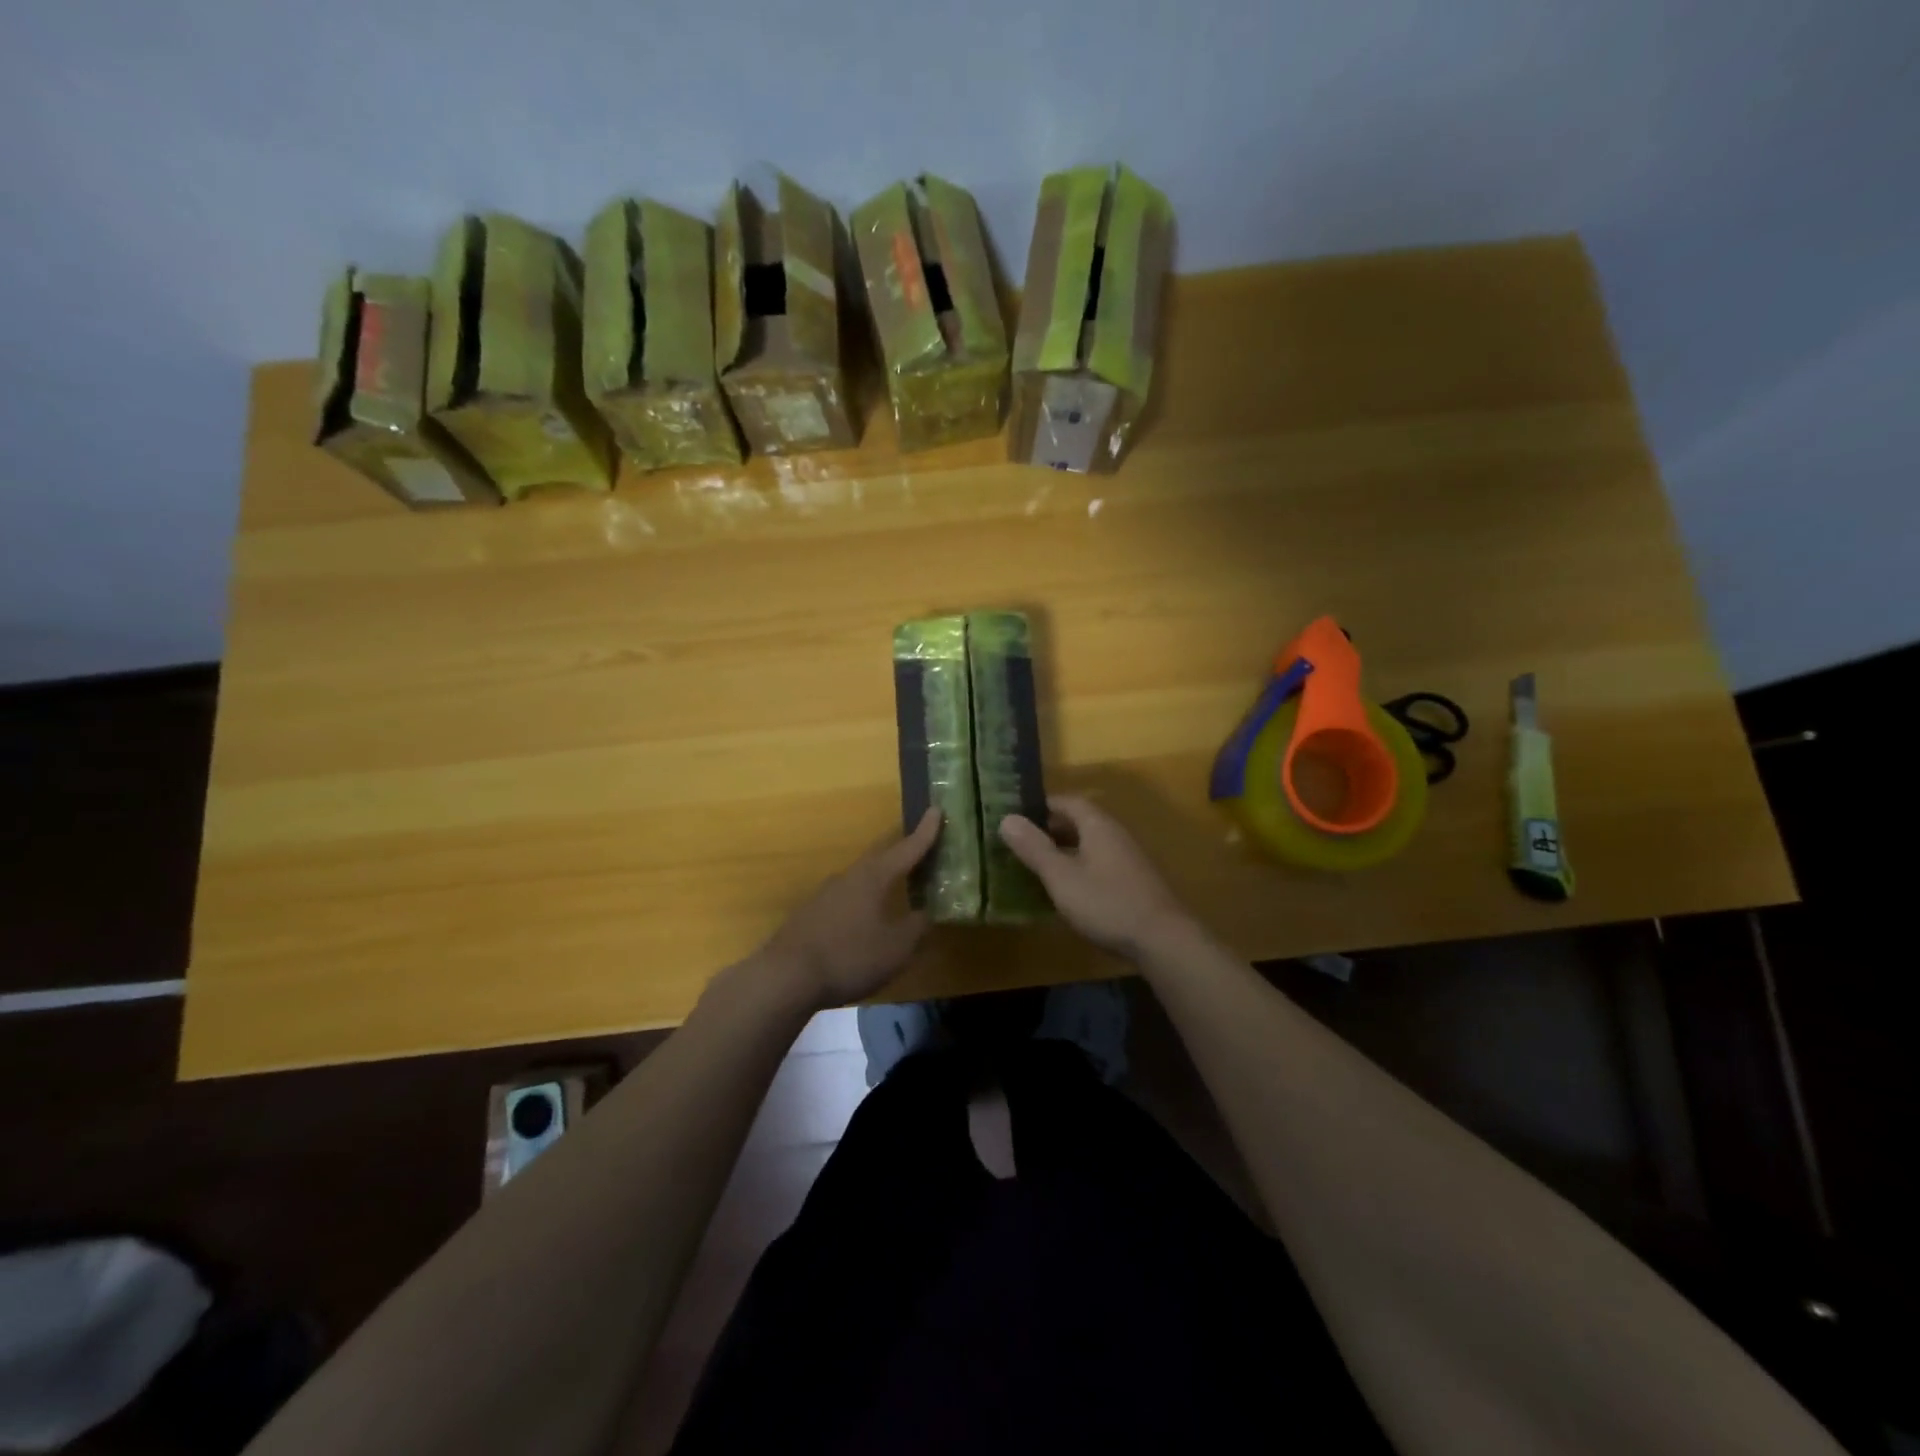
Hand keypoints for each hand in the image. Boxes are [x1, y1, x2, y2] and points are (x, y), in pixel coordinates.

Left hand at [759, 809, 941, 1008]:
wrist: (786, 976)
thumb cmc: (850, 957)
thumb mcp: (896, 948)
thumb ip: (916, 928)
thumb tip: (927, 913)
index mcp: (873, 878)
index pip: (906, 849)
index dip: (925, 833)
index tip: (936, 809)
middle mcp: (849, 877)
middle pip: (881, 859)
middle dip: (902, 853)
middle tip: (921, 847)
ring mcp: (825, 894)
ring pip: (861, 879)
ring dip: (881, 879)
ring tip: (896, 886)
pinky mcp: (811, 914)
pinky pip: (846, 899)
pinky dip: (863, 901)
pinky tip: (865, 918)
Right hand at [999, 795, 1193, 959]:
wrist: (1163, 939)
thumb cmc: (1106, 902)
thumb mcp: (1061, 876)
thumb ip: (1034, 848)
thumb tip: (1007, 818)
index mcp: (1098, 825)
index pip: (1068, 802)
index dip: (1042, 806)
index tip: (1017, 817)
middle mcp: (1115, 835)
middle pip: (1080, 822)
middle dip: (1050, 829)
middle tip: (1021, 843)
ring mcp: (1128, 859)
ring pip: (1090, 845)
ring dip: (1064, 850)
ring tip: (1038, 866)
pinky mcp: (1134, 882)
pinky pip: (1099, 864)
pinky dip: (1079, 868)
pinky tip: (1067, 890)